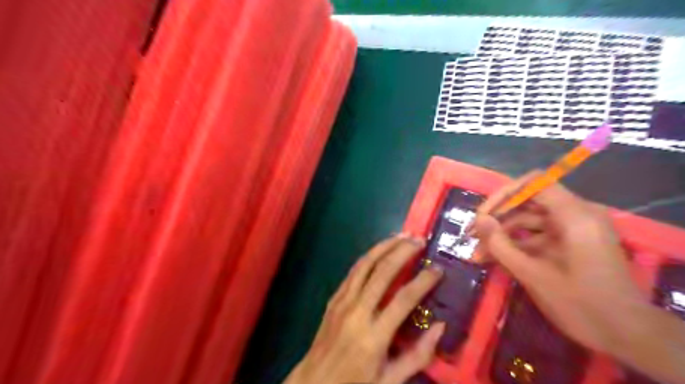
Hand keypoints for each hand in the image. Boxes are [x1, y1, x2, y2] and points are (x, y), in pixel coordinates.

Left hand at [284, 234, 443, 383]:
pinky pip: (353, 271)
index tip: (438, 269)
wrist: (313, 383)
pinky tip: (379, 250)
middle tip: (420, 240)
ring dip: (384, 247)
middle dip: (403, 252)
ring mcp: (343, 301)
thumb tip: (441, 326)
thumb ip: (418, 355)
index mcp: (374, 336)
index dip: (423, 281)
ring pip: (365, 265)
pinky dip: (368, 257)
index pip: (404, 299)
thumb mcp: (390, 380)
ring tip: (401, 236)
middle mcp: (357, 311)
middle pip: (383, 272)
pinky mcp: (334, 298)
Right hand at [474, 174, 645, 353]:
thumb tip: (479, 220)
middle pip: (529, 201)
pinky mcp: (571, 242)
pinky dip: (516, 244)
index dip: (503, 195)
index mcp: (576, 216)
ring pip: (529, 219)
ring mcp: (574, 228)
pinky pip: (537, 235)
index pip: (534, 183)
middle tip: (472, 235)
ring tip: (478, 253)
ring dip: (503, 234)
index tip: (482, 215)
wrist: (627, 335)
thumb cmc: (581, 305)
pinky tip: (494, 258)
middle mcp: (577, 214)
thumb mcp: (533, 275)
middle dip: (498, 217)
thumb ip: (501, 245)